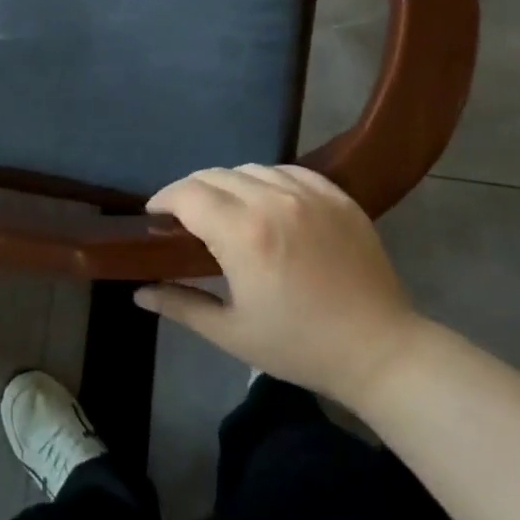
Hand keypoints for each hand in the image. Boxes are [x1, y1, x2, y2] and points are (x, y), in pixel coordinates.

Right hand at [135, 165, 423, 407]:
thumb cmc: (300, 346)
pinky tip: (266, 202)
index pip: (187, 194)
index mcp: (243, 234)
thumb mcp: (231, 333)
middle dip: (190, 191)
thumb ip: (180, 304)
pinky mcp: (336, 195)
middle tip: (185, 218)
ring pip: (249, 168)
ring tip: (226, 210)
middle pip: (214, 175)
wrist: (380, 350)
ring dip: (227, 184)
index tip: (155, 217)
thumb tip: (139, 292)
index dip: (163, 200)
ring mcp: (309, 193)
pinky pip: (288, 170)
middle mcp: (273, 200)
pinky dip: (266, 180)